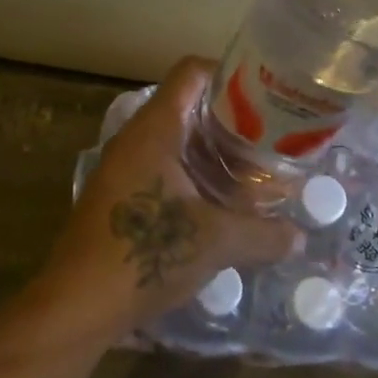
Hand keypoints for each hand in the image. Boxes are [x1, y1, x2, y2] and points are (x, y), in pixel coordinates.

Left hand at [16, 58, 299, 350]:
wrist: (78, 304)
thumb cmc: (146, 253)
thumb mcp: (216, 241)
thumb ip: (263, 234)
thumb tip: (299, 237)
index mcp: (155, 129)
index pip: (192, 73)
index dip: (229, 74)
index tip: (265, 96)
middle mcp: (136, 139)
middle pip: (189, 108)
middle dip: (232, 123)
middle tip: (271, 140)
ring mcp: (124, 168)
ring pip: (177, 144)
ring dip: (215, 157)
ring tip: (256, 175)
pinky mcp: (121, 197)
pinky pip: (164, 171)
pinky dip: (196, 179)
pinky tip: (224, 208)